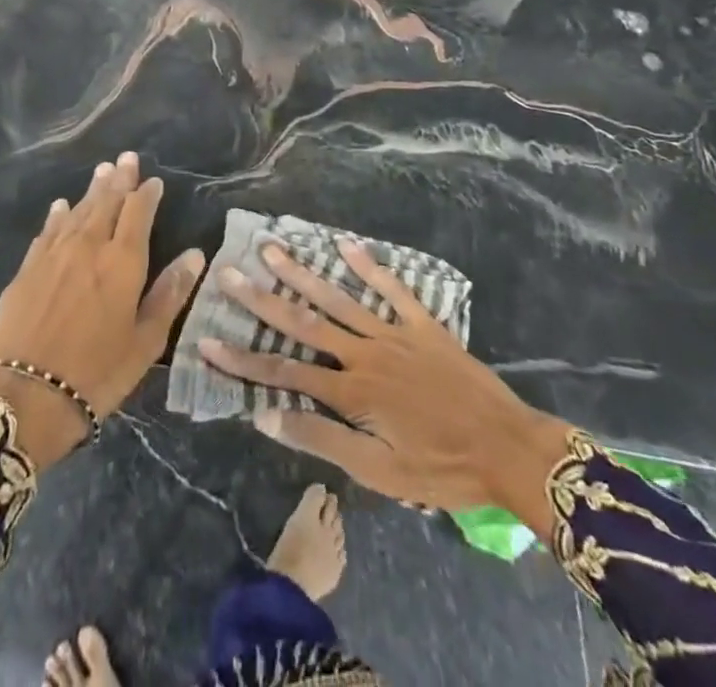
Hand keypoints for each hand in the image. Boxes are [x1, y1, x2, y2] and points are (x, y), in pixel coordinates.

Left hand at [0, 153, 205, 468]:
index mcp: (123, 261)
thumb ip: (170, 293)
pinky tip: (61, 207)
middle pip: (106, 202)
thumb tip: (195, 254)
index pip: (138, 213)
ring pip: (77, 211)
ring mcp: (53, 255)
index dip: (147, 194)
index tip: (154, 181)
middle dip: (119, 179)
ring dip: (91, 191)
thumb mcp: (146, 342)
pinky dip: (57, 216)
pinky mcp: (26, 270)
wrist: (24, 397)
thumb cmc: (97, 374)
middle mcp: (88, 246)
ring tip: (102, 171)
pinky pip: (47, 232)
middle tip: (126, 158)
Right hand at [198, 238, 576, 525]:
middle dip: (263, 298)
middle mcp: (365, 353)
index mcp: (352, 392)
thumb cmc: (441, 469)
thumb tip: (265, 416)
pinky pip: (392, 287)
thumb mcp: (379, 473)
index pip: (284, 373)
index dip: (243, 358)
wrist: (508, 449)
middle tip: (229, 271)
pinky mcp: (423, 323)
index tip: (207, 338)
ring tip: (272, 248)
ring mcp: (394, 332)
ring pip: (339, 297)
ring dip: (302, 273)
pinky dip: (368, 264)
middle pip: (304, 323)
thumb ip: (322, 440)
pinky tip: (344, 241)